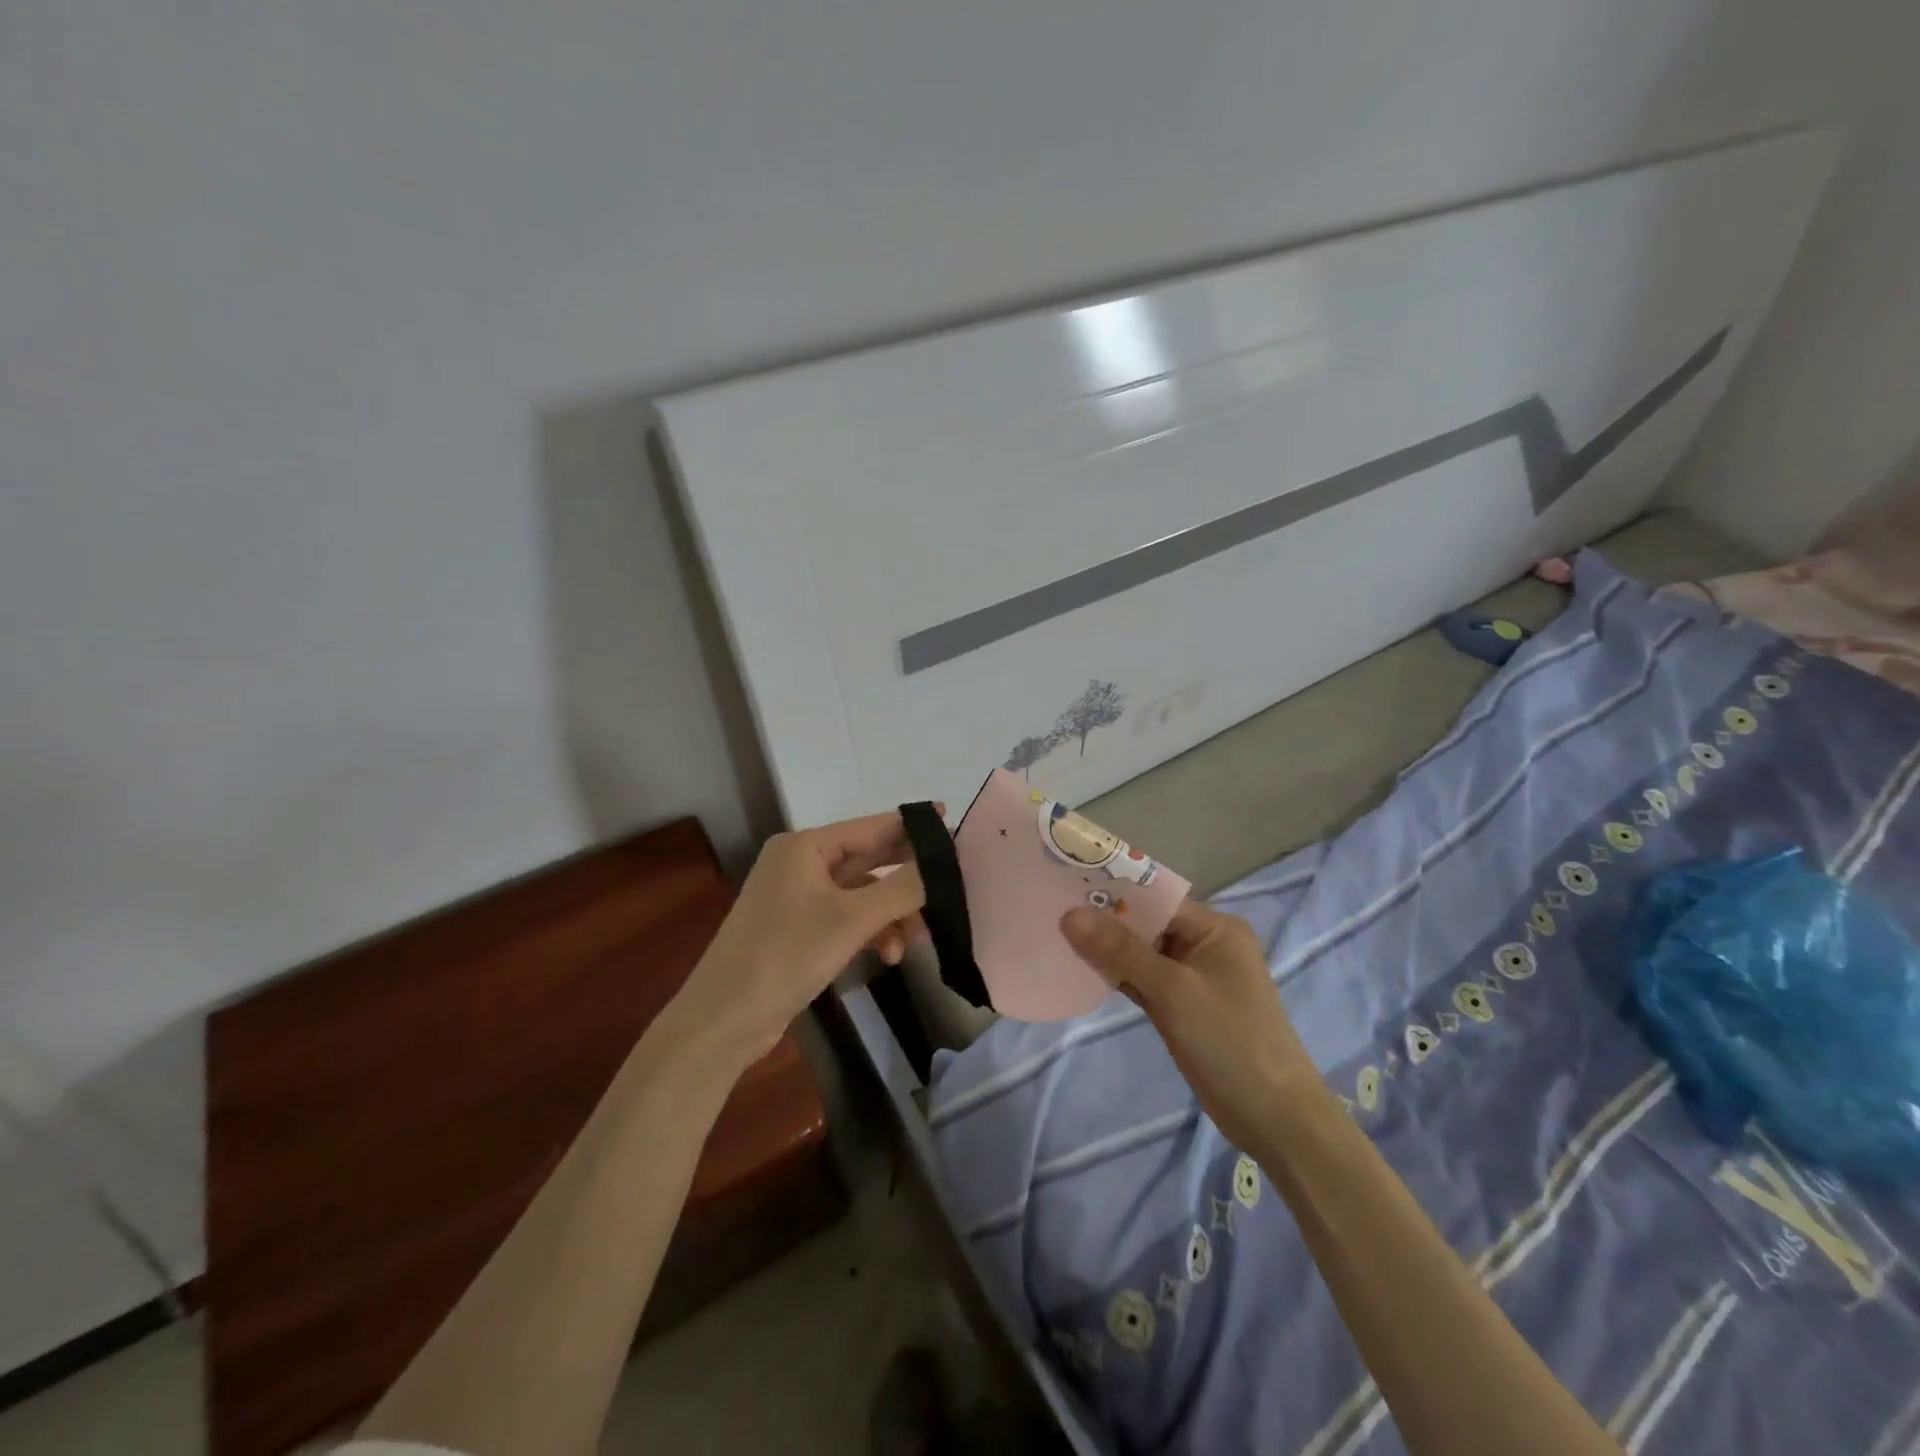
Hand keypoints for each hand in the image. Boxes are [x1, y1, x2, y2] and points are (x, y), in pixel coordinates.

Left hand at [670, 810, 928, 1071]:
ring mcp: (798, 898)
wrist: (723, 1020)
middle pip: (869, 860)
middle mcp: (801, 863)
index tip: (953, 827)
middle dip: (907, 880)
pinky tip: (888, 955)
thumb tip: (941, 864)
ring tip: (917, 941)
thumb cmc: (786, 955)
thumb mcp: (851, 920)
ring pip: (862, 895)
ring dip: (891, 914)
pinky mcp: (798, 930)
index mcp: (806, 846)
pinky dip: (870, 932)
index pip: (872, 827)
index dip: (913, 827)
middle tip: (951, 887)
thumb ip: (902, 888)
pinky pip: (847, 919)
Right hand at [1062, 900, 1316, 1151]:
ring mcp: (1194, 978)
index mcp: (1214, 928)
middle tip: (1050, 910)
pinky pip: (1144, 981)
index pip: (1154, 898)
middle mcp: (1205, 945)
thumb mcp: (1173, 992)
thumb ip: (1120, 952)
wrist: (1276, 1120)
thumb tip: (1070, 914)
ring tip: (1056, 936)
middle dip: (1103, 921)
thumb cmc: (1230, 1042)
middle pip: (1145, 924)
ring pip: (1141, 954)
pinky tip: (1082, 971)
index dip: (1111, 892)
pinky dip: (1118, 977)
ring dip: (1107, 950)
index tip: (1064, 886)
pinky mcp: (1184, 1007)